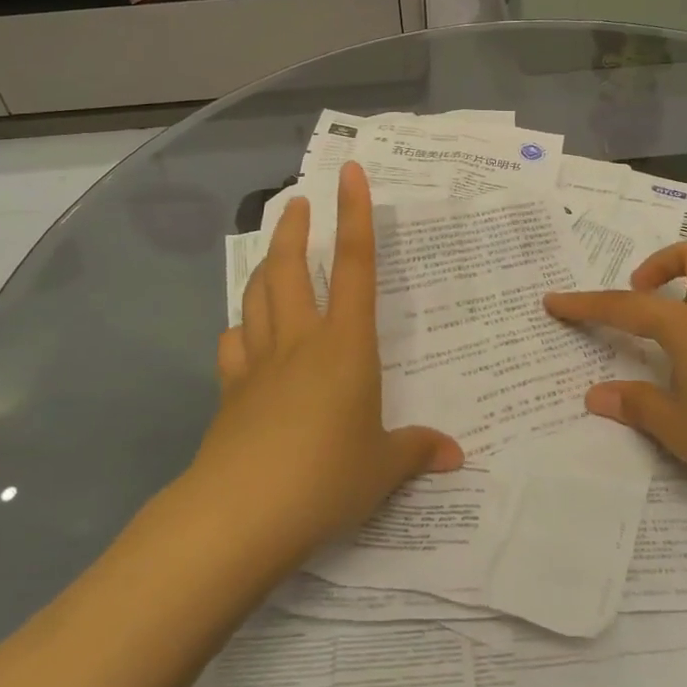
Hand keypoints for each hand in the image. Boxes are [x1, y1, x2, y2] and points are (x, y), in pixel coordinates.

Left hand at [189, 161, 461, 570]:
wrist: (242, 513)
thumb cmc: (327, 477)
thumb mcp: (383, 468)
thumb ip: (417, 452)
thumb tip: (455, 455)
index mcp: (346, 345)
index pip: (355, 265)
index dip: (355, 214)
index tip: (349, 173)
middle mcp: (300, 340)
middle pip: (290, 267)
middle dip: (293, 228)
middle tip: (295, 202)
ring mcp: (259, 363)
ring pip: (256, 296)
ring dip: (264, 266)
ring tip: (272, 253)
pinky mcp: (230, 391)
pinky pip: (234, 345)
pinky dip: (241, 329)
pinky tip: (244, 335)